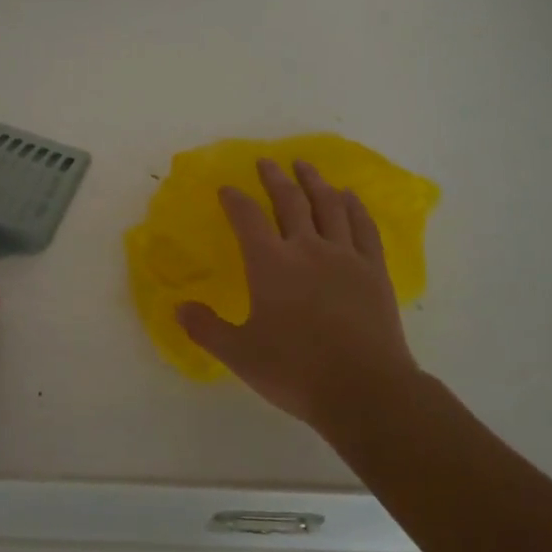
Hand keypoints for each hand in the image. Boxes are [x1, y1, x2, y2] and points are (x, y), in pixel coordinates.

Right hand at [177, 159, 419, 436]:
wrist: (365, 390)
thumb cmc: (296, 370)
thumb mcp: (239, 354)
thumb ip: (206, 328)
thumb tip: (177, 308)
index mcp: (270, 264)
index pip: (247, 218)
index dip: (235, 199)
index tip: (227, 187)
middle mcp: (307, 249)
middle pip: (290, 201)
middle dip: (275, 178)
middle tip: (267, 161)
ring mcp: (345, 256)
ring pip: (329, 206)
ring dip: (314, 182)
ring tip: (305, 165)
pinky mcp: (374, 270)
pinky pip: (364, 227)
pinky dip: (355, 207)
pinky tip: (349, 196)